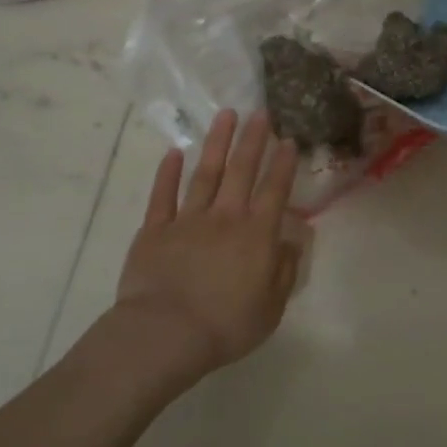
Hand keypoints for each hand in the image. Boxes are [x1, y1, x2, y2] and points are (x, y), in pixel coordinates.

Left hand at [111, 110, 306, 378]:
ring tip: (225, 116)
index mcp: (257, 234)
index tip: (289, 139)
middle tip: (260, 113)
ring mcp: (187, 220)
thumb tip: (292, 242)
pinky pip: (163, 196)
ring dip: (217, 143)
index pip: (274, 190)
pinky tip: (175, 152)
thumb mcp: (272, 306)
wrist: (166, 334)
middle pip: (241, 171)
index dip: (283, 164)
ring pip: (205, 174)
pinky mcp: (155, 231)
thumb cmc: (226, 324)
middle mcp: (225, 217)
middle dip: (253, 140)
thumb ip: (284, 271)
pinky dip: (168, 173)